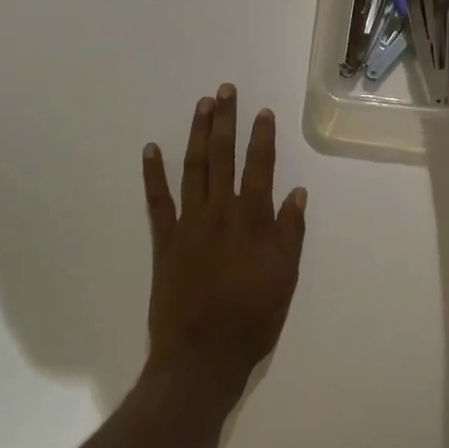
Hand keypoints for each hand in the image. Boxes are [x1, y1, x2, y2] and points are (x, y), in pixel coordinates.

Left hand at [142, 85, 307, 396]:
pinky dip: (153, 174)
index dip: (262, 137)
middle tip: (224, 90)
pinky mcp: (164, 241)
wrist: (201, 357)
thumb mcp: (286, 279)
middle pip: (222, 157)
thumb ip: (290, 233)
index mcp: (252, 221)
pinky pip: (157, 201)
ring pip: (192, 169)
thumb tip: (297, 193)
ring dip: (196, 134)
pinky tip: (151, 149)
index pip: (260, 168)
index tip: (262, 111)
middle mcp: (220, 213)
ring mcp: (188, 224)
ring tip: (201, 106)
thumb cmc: (253, 319)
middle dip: (225, 121)